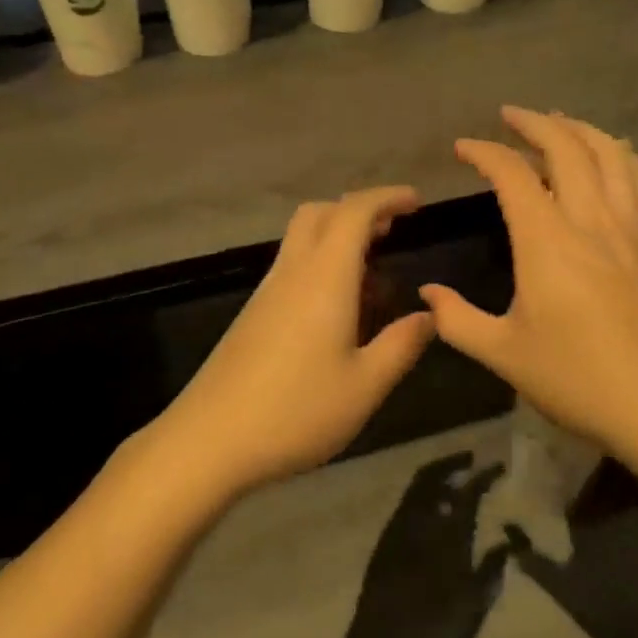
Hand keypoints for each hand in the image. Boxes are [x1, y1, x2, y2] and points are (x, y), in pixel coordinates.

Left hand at [160, 187, 435, 498]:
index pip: (354, 212)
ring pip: (302, 239)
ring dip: (338, 238)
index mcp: (324, 277)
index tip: (416, 202)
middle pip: (320, 213)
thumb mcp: (364, 386)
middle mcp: (293, 272)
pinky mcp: (253, 314)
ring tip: (373, 275)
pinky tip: (339, 310)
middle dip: (358, 210)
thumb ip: (401, 345)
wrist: (209, 439)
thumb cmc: (295, 411)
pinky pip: (292, 268)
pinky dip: (321, 265)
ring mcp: (267, 292)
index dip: (387, 198)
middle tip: (391, 231)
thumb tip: (428, 316)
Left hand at [341, 453, 509, 637]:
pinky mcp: (383, 543)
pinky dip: (422, 499)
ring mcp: (396, 529)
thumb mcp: (475, 605)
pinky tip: (433, 516)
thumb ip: (492, 569)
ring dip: (435, 480)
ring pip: (416, 489)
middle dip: (451, 463)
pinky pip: (405, 507)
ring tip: (454, 488)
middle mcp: (419, 521)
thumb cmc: (435, 631)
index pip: (468, 491)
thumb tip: (509, 541)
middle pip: (432, 476)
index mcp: (447, 533)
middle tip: (469, 461)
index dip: (484, 475)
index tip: (497, 466)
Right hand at [419, 108, 637, 470]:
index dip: (484, 153)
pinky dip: (624, 158)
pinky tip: (616, 157)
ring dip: (582, 130)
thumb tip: (428, 294)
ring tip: (561, 122)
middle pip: (567, 147)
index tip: (463, 147)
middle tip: (511, 115)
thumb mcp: (504, 354)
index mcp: (546, 240)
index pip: (511, 175)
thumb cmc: (579, 379)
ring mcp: (632, 229)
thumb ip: (457, 321)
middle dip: (535, 123)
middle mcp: (591, 219)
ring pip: (611, 156)